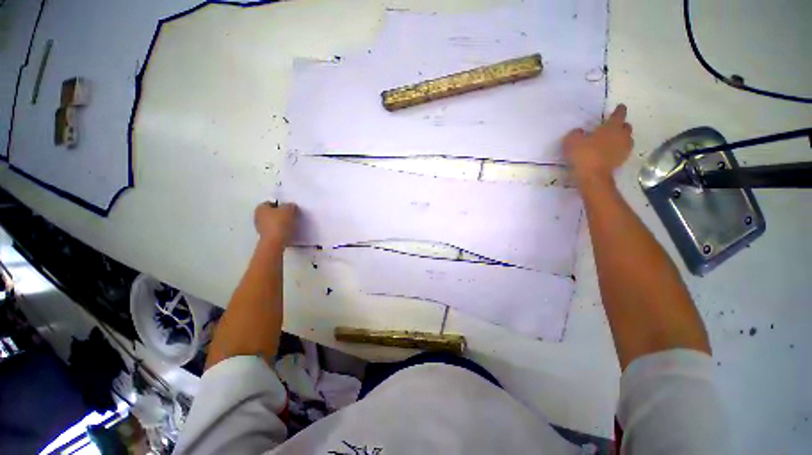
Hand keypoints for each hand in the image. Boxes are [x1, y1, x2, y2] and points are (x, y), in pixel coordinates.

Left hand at [254, 202, 297, 246]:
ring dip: (281, 223)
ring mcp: (261, 228)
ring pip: (274, 222)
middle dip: (281, 214)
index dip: (281, 204)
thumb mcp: (288, 209)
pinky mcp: (266, 237)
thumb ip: (289, 205)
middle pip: (272, 213)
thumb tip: (290, 206)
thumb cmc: (279, 223)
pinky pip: (275, 231)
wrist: (276, 242)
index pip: (271, 202)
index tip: (289, 208)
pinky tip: (288, 232)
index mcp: (260, 208)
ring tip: (291, 224)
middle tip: (291, 215)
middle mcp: (257, 217)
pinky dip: (281, 231)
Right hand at [563, 104, 633, 183]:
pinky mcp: (622, 161)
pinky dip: (617, 149)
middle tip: (612, 127)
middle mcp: (622, 135)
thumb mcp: (572, 141)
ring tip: (610, 141)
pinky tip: (608, 153)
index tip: (619, 107)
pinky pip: (622, 151)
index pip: (618, 114)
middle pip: (626, 126)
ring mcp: (624, 149)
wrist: (592, 176)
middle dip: (620, 125)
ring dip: (620, 138)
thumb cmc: (583, 155)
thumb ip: (576, 133)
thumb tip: (580, 131)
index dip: (618, 110)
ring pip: (626, 139)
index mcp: (612, 127)